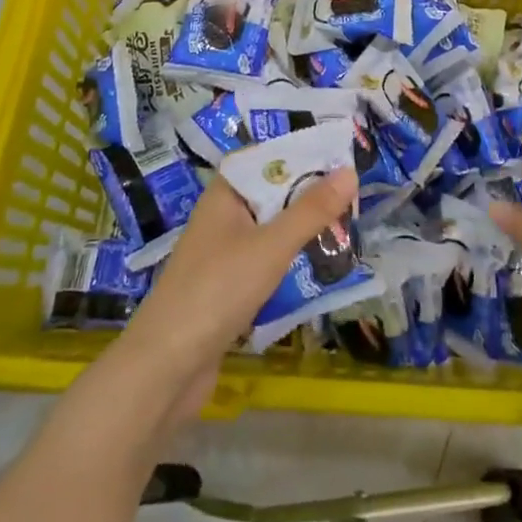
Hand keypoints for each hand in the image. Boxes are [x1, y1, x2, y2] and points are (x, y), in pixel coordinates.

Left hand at [110, 166, 358, 426]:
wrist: (166, 368)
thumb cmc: (217, 291)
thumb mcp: (271, 246)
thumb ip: (311, 211)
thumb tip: (349, 171)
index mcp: (224, 196)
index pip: (265, 159)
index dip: (299, 153)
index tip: (340, 154)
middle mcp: (222, 219)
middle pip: (271, 195)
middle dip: (309, 195)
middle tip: (355, 193)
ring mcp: (223, 256)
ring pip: (271, 232)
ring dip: (302, 231)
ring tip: (347, 227)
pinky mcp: (227, 291)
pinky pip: (266, 264)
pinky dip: (291, 263)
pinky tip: (319, 268)